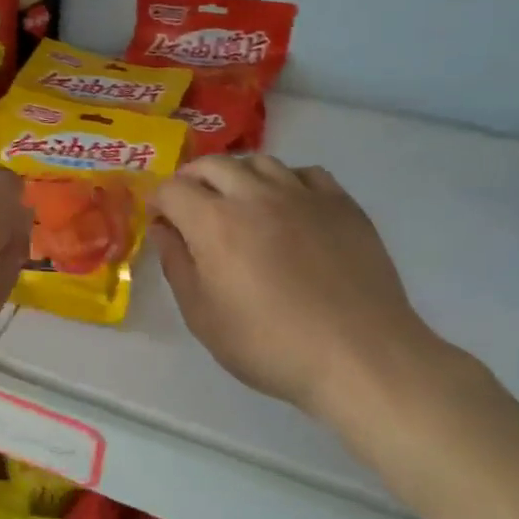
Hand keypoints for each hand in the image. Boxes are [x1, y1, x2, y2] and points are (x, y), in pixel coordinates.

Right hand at [151, 156, 448, 422]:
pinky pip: (305, 173)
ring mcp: (302, 195)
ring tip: (238, 203)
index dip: (158, 202)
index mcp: (214, 222)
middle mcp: (255, 195)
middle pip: (212, 165)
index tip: (161, 223)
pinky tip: (287, 207)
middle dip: (192, 180)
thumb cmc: (269, 344)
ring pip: (259, 162)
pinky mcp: (341, 204)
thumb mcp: (203, 317)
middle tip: (191, 207)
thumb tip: (162, 230)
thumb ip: (177, 265)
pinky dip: (285, 181)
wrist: (359, 356)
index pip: (172, 189)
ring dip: (237, 176)